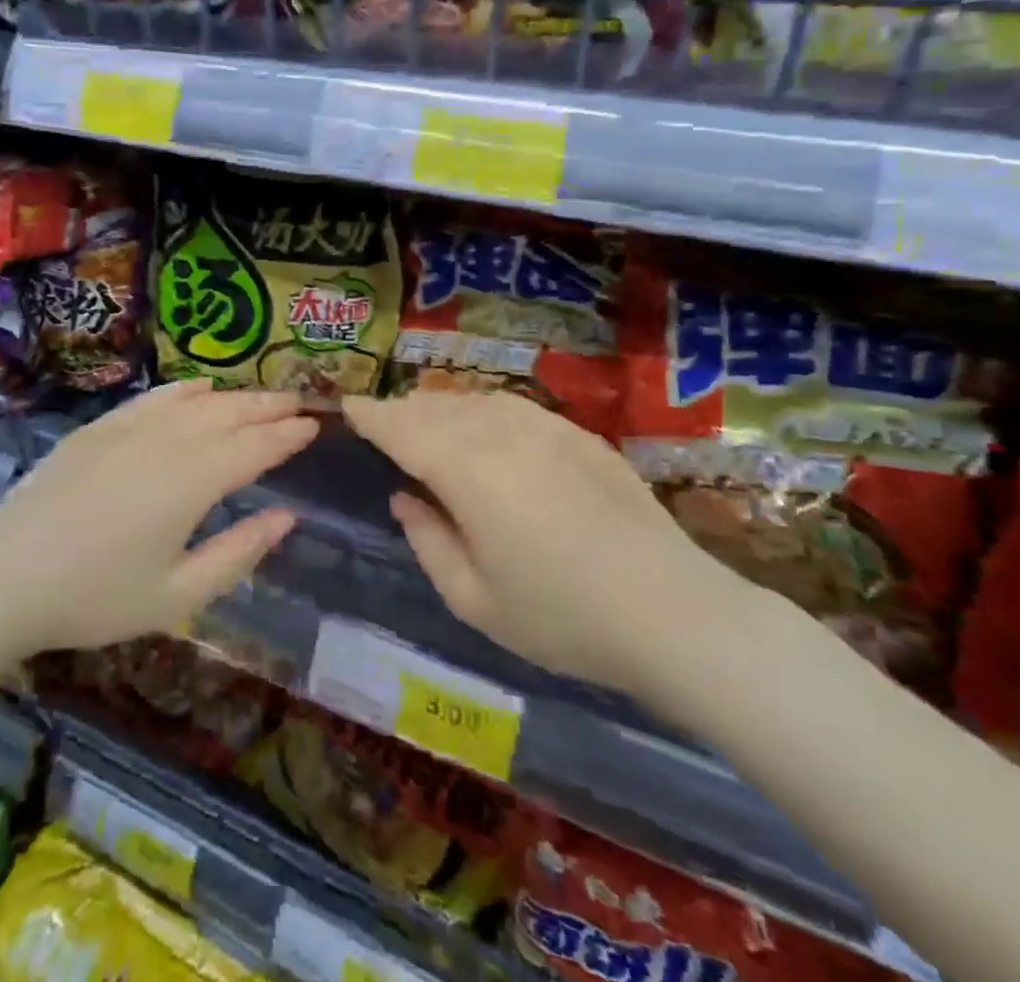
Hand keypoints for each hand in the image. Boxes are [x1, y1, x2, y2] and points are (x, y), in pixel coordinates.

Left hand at [0, 381, 315, 656]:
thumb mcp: (178, 595)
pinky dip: (184, 390)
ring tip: (260, 398)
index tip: (316, 425)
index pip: (256, 447)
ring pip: (196, 400)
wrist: (5, 574)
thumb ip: (239, 552)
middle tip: (299, 402)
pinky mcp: (100, 428)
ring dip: (234, 396)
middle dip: (269, 406)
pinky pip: (154, 398)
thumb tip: (287, 517)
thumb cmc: (96, 596)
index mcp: (194, 481)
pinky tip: (198, 388)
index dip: (289, 435)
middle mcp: (169, 442)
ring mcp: (131, 428)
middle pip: (231, 413)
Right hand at [343, 391, 757, 695]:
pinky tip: (482, 429)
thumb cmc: (562, 618)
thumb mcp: (474, 600)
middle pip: (433, 407)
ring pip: (472, 400)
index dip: (368, 415)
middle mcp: (500, 432)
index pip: (400, 427)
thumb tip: (405, 498)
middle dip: (399, 411)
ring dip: (438, 408)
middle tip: (379, 424)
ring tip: (424, 425)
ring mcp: (544, 426)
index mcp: (466, 470)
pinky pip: (510, 406)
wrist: (674, 613)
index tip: (345, 407)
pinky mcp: (577, 433)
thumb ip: (427, 540)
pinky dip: (480, 410)